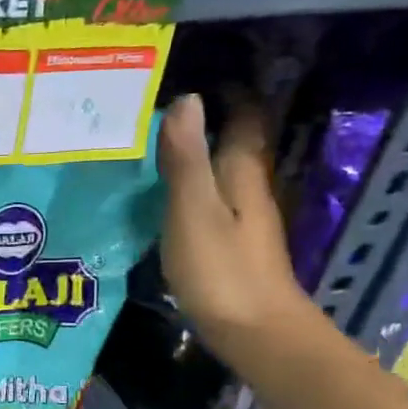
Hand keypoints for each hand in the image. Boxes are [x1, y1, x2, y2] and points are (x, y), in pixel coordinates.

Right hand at [157, 94, 319, 371]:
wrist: (256, 335)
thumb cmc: (222, 271)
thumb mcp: (193, 212)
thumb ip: (185, 160)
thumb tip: (186, 99)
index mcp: (241, 174)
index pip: (243, 118)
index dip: (228, 93)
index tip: (194, 73)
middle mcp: (247, 189)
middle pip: (233, 142)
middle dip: (207, 118)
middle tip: (159, 105)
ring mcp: (242, 219)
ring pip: (221, 170)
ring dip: (196, 152)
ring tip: (152, 141)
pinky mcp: (230, 245)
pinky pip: (210, 198)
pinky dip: (190, 184)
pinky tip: (161, 192)